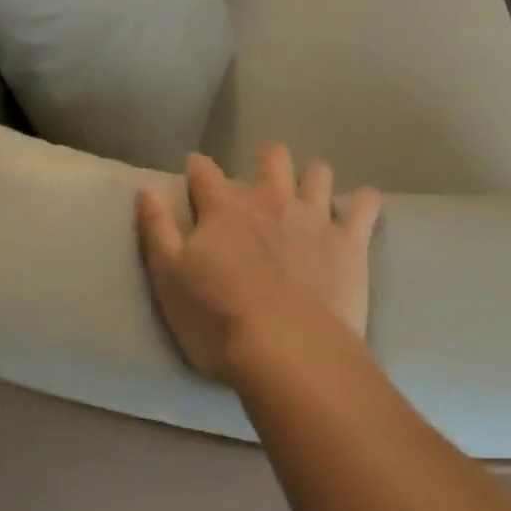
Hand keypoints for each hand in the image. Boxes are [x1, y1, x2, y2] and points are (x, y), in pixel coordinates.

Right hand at [136, 145, 380, 384]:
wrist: (288, 352)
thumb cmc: (219, 321)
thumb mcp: (169, 279)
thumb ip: (157, 229)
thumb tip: (146, 187)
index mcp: (225, 210)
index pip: (205, 173)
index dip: (198, 167)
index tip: (195, 169)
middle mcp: (270, 201)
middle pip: (271, 158)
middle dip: (266, 161)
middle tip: (262, 180)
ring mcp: (313, 217)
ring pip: (318, 172)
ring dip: (313, 176)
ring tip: (310, 192)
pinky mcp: (349, 240)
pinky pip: (364, 205)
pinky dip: (364, 201)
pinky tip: (362, 204)